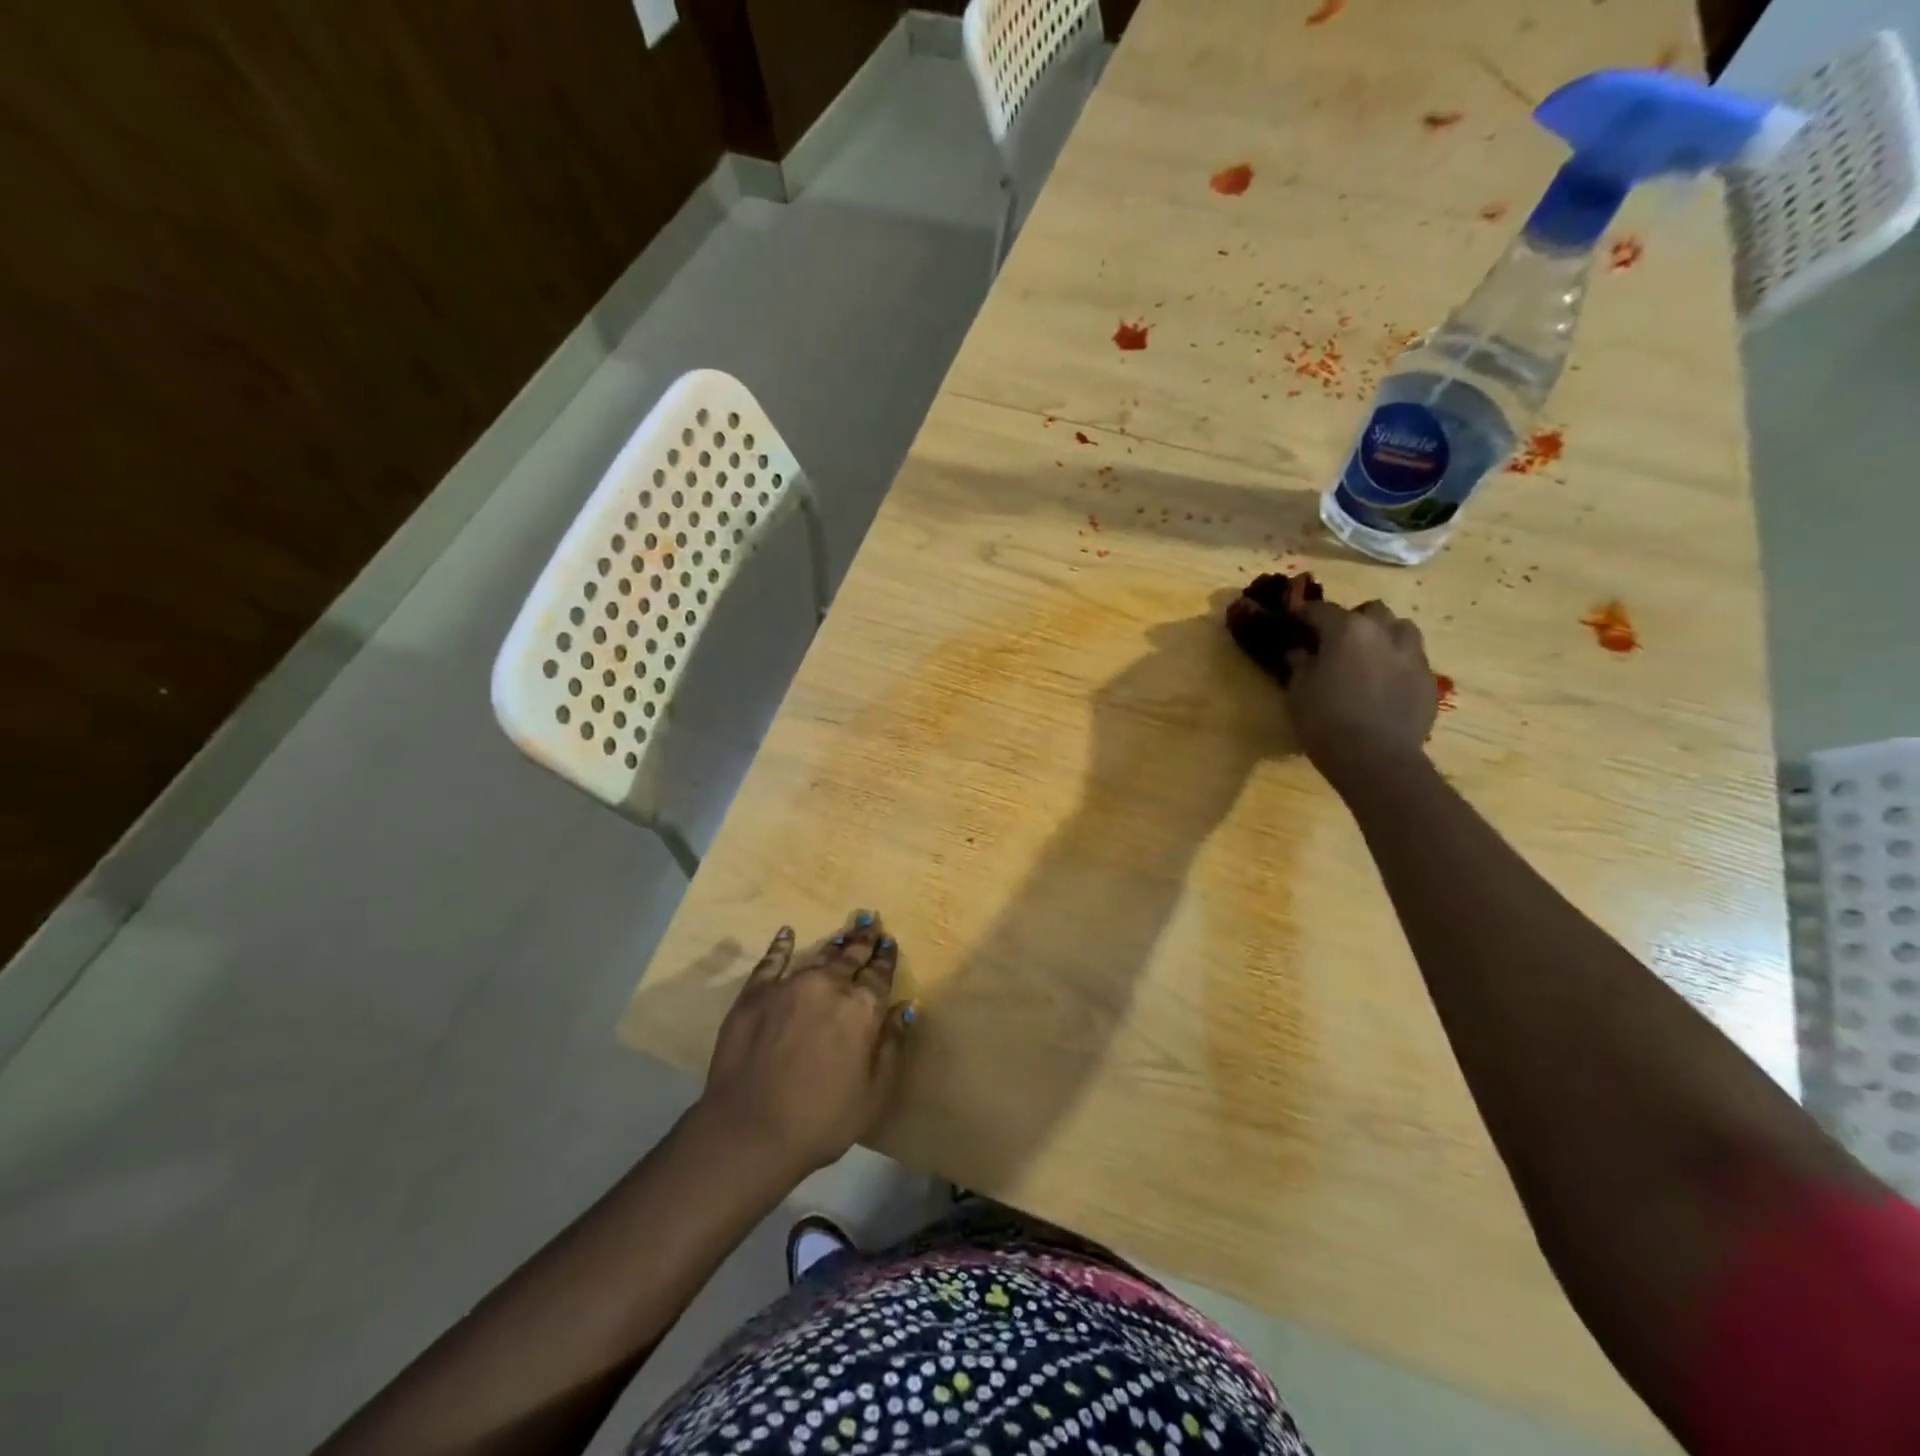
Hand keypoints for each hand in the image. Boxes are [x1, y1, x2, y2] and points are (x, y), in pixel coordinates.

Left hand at [698, 913, 912, 1178]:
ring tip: (845, 932)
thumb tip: (905, 1007)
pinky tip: (786, 934)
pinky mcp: (755, 994)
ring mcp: (789, 985)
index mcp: (862, 1008)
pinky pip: (772, 961)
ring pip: (818, 955)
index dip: (886, 957)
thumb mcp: (874, 1092)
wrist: (750, 1132)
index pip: (879, 974)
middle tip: (871, 923)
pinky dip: (781, 946)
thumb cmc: (822, 1120)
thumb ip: (892, 1044)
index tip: (890, 942)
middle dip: (863, 941)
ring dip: (834, 943)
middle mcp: (828, 985)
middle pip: (851, 957)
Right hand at [1283, 599, 1436, 786]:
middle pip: (1369, 611)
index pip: (1320, 609)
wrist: (1376, 757)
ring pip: (1399, 628)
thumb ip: (1300, 663)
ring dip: (1382, 635)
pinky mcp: (1428, 678)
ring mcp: (1412, 654)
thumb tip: (1299, 650)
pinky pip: (1411, 658)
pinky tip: (1383, 684)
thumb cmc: (1326, 721)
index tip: (1294, 620)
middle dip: (1352, 620)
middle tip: (1335, 641)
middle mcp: (1384, 632)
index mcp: (1347, 630)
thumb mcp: (1298, 691)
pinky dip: (1395, 662)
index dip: (1304, 614)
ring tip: (1367, 657)